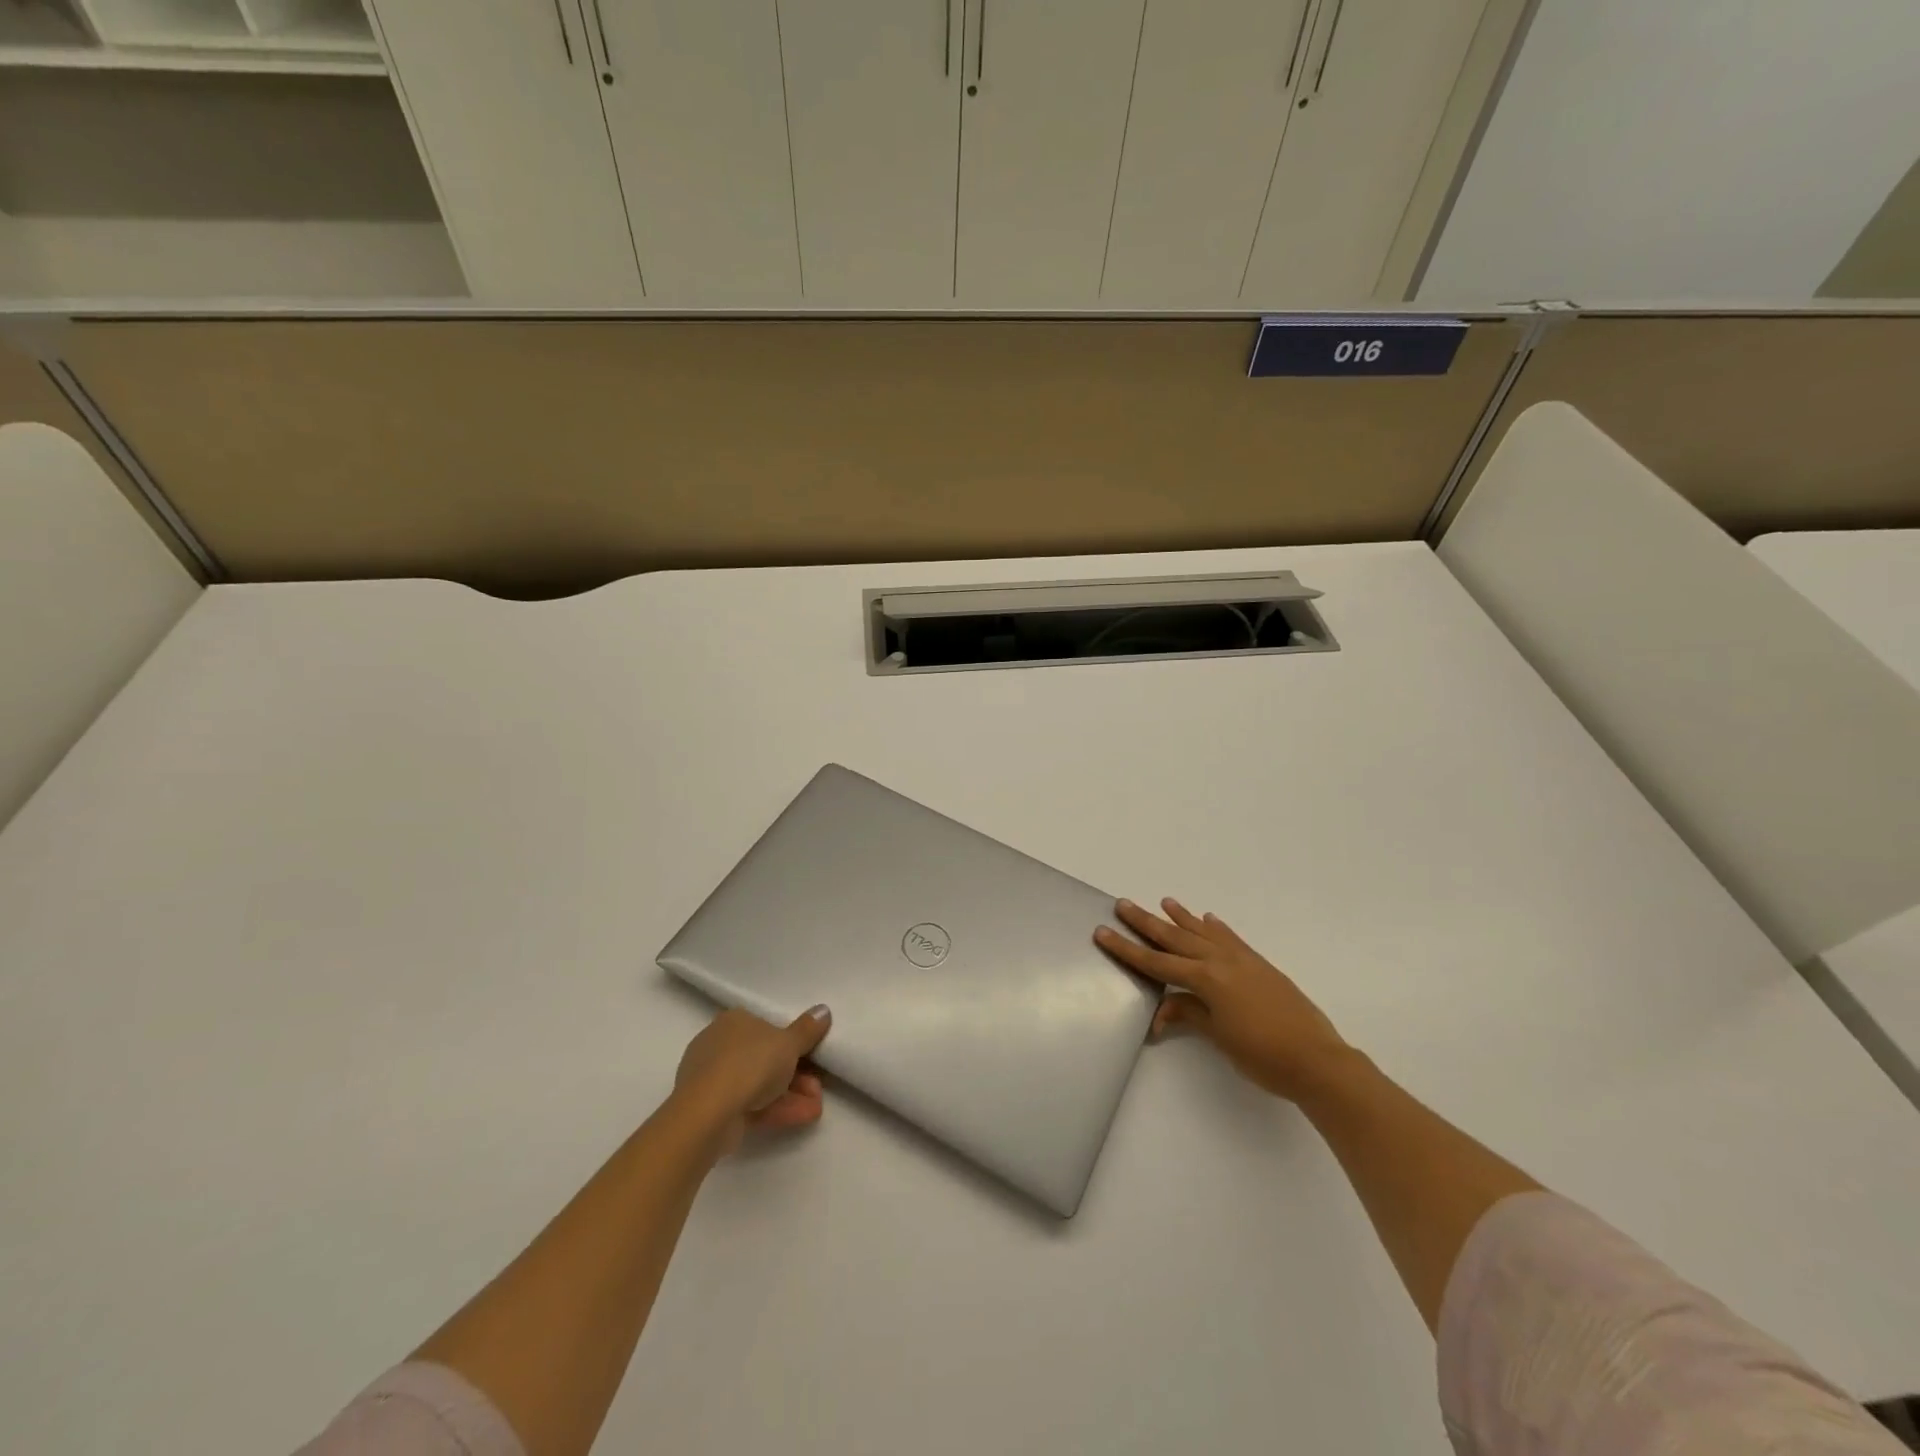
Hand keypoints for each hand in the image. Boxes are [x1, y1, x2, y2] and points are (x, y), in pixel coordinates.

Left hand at [671, 1005, 831, 1154]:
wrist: (708, 1112)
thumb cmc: (751, 1063)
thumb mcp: (789, 1043)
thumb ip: (808, 1029)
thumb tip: (823, 1010)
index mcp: (735, 1020)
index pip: (766, 1026)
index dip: (792, 1043)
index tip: (812, 1057)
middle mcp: (720, 1044)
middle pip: (765, 1058)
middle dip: (796, 1075)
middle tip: (817, 1088)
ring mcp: (713, 1078)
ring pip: (758, 1084)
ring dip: (791, 1095)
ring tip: (816, 1108)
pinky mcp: (711, 1108)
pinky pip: (749, 1104)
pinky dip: (775, 1108)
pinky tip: (802, 1117)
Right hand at [1096, 899, 1348, 1101]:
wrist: (1317, 1060)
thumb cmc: (1263, 1056)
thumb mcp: (1218, 1037)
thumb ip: (1189, 1014)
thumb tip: (1161, 1011)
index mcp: (1206, 979)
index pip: (1157, 962)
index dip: (1127, 949)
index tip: (1103, 931)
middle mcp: (1221, 961)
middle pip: (1175, 938)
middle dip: (1147, 922)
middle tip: (1123, 904)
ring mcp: (1243, 960)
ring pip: (1204, 932)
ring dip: (1182, 917)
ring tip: (1164, 901)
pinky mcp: (1261, 965)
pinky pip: (1232, 938)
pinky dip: (1217, 928)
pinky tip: (1209, 919)